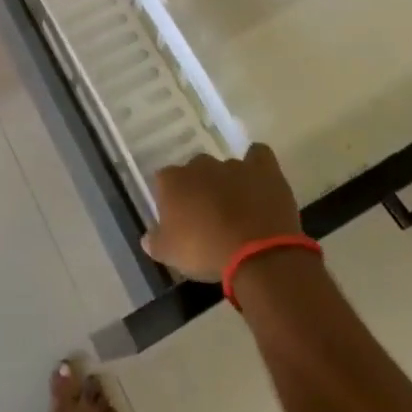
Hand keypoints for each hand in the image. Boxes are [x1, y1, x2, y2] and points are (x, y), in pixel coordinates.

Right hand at [142, 144, 301, 281]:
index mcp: (172, 180)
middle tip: (208, 217)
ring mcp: (232, 165)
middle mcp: (199, 165)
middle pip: (195, 171)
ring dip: (228, 184)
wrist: (256, 254)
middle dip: (201, 188)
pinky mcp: (263, 169)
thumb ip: (156, 242)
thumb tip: (147, 238)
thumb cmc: (206, 252)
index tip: (179, 221)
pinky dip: (257, 165)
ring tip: (238, 210)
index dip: (171, 201)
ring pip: (225, 168)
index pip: (164, 182)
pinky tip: (258, 179)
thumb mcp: (171, 256)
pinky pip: (258, 155)